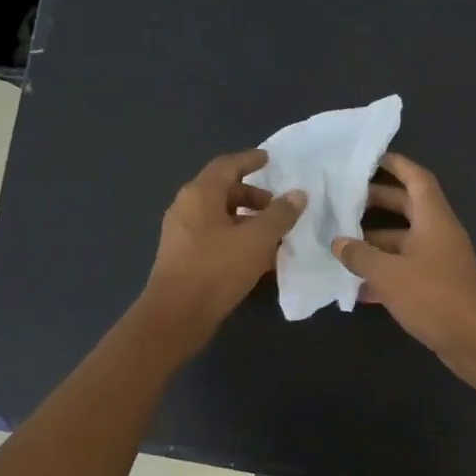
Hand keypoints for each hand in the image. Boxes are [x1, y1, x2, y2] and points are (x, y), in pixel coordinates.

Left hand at [140, 149, 304, 353]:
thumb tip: (298, 194)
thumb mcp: (257, 240)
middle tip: (277, 207)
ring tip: (272, 234)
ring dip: (246, 219)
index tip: (270, 160)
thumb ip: (280, 215)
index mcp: (199, 194)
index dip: (250, 160)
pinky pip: (213, 236)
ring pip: (218, 215)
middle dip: (252, 195)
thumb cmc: (217, 269)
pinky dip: (235, 237)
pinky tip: (255, 257)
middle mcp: (186, 207)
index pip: (227, 165)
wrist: (177, 315)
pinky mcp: (183, 256)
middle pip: (222, 190)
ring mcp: (181, 233)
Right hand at [333, 153, 475, 377]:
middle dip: (376, 203)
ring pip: (403, 241)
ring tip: (339, 242)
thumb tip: (338, 242)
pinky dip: (384, 272)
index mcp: (434, 219)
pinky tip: (356, 285)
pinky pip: (405, 269)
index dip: (396, 164)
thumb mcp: (389, 274)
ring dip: (374, 242)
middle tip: (343, 200)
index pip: (416, 178)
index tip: (369, 158)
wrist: (474, 341)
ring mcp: (439, 260)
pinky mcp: (436, 286)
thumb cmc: (433, 297)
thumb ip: (360, 255)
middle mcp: (439, 233)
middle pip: (407, 208)